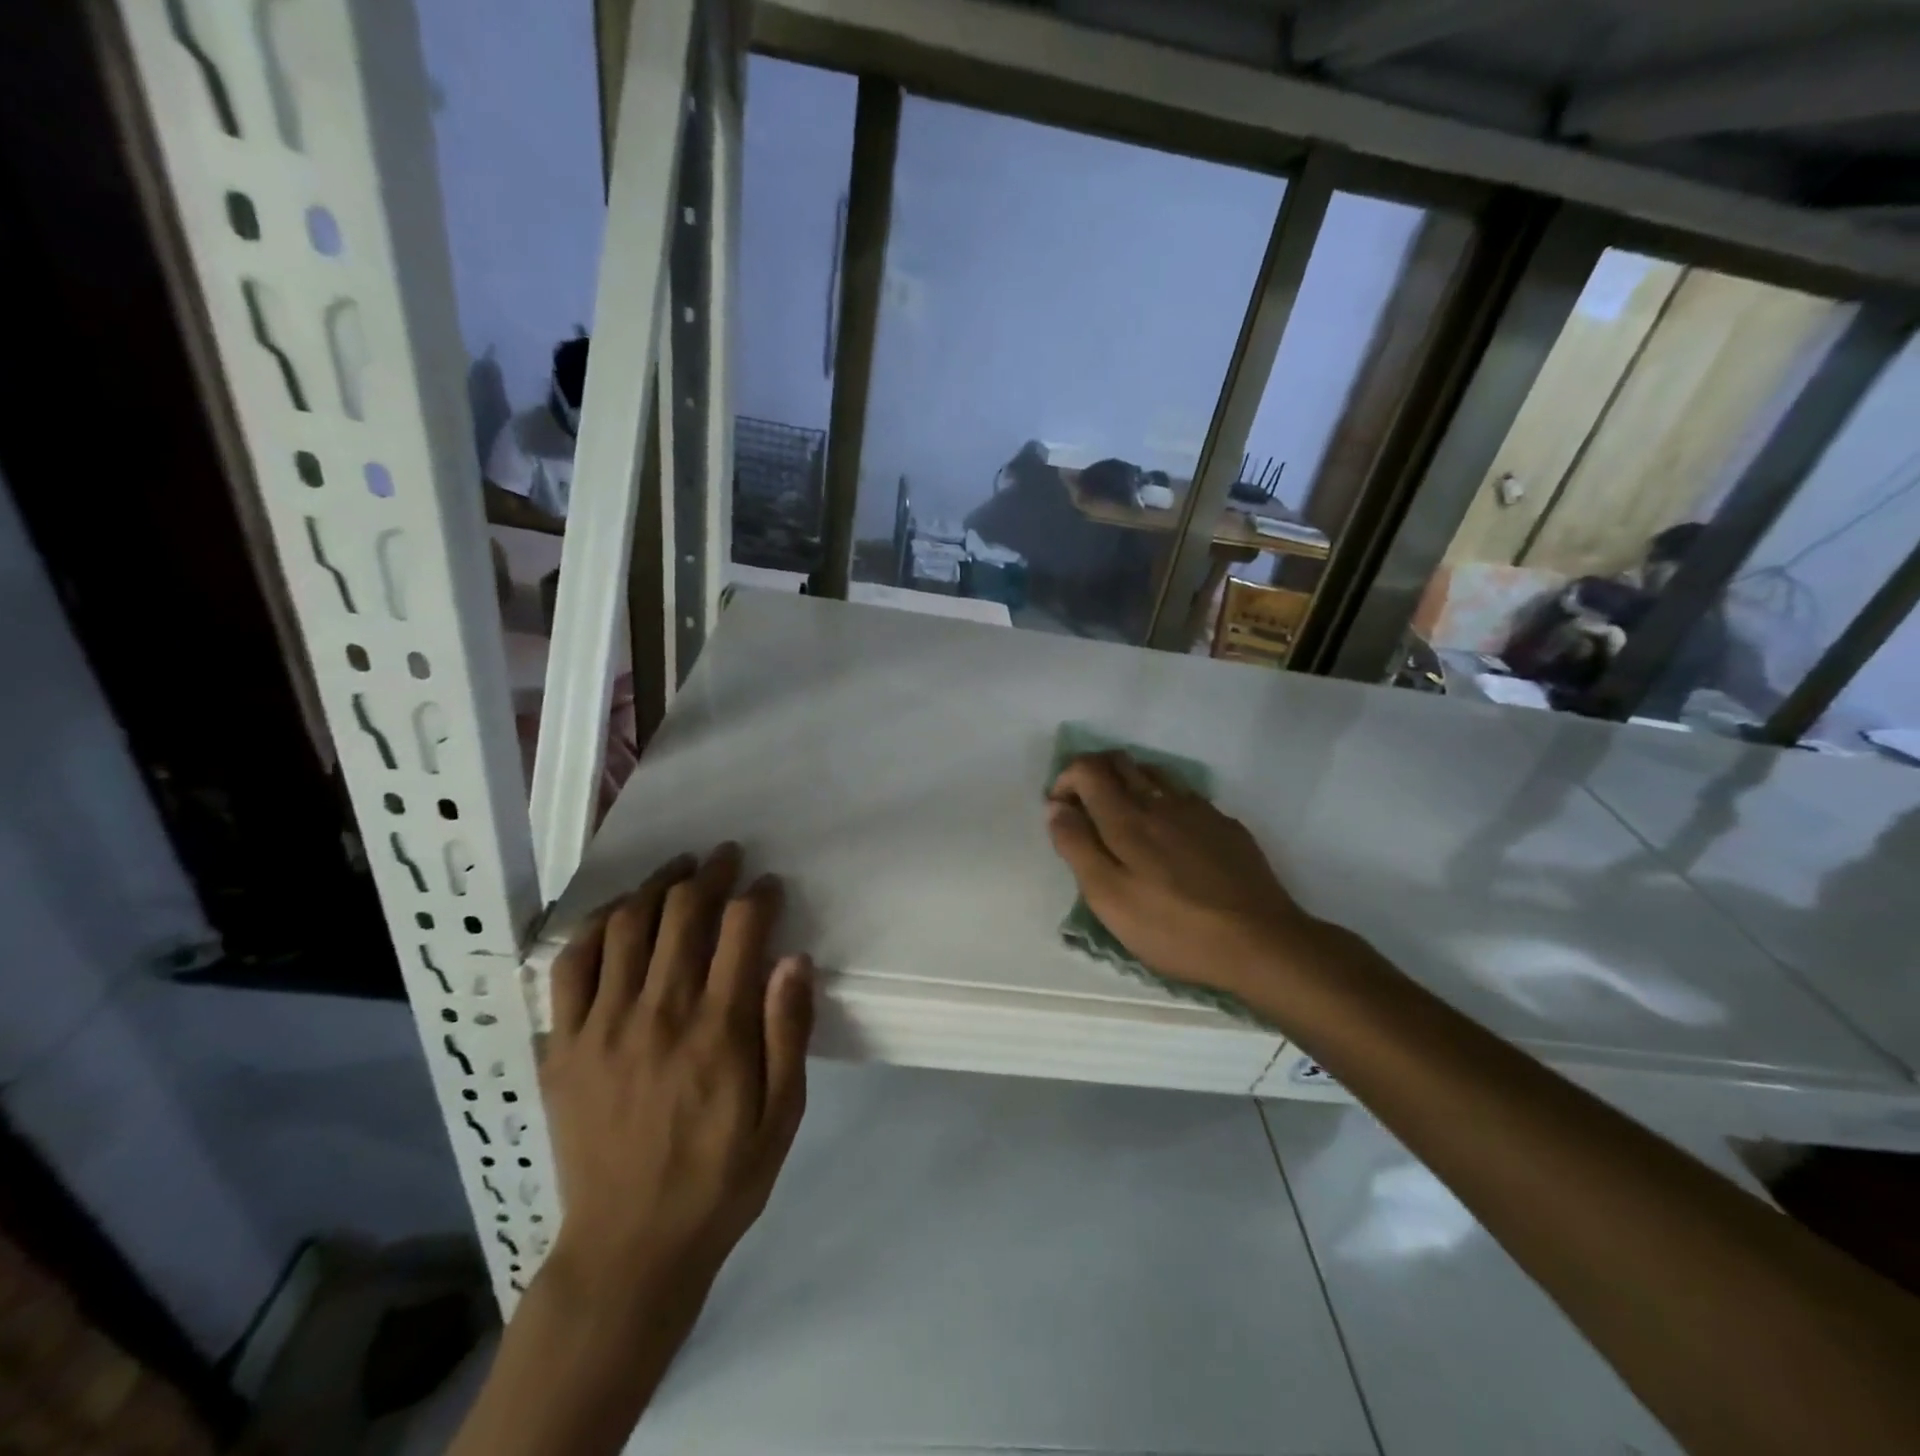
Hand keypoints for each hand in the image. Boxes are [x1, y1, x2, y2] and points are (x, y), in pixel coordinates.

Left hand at [538, 844, 813, 1318]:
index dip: (757, 896)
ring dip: (657, 885)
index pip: (740, 931)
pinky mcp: (563, 1045)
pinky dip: (596, 926)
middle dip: (710, 874)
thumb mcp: (782, 1115)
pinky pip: (571, 965)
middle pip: (683, 913)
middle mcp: (659, 1013)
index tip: (768, 886)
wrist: (628, 1249)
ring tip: (677, 869)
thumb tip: (793, 959)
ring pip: (628, 926)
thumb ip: (788, 1032)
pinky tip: (617, 913)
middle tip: (725, 857)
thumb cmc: (720, 1179)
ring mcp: (603, 1026)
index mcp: (718, 1029)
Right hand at [1046, 751, 1318, 996]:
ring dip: (1129, 784)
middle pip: (1120, 762)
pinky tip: (1171, 840)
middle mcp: (1161, 800)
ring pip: (1154, 774)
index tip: (1060, 811)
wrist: (1261, 942)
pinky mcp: (1226, 826)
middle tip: (1086, 812)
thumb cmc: (1173, 927)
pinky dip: (1163, 803)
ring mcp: (1199, 810)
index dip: (1066, 779)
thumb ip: (1077, 846)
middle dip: (1094, 775)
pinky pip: (1185, 797)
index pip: (1087, 768)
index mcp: (1127, 817)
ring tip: (1125, 824)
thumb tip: (1056, 808)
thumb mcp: (1109, 897)